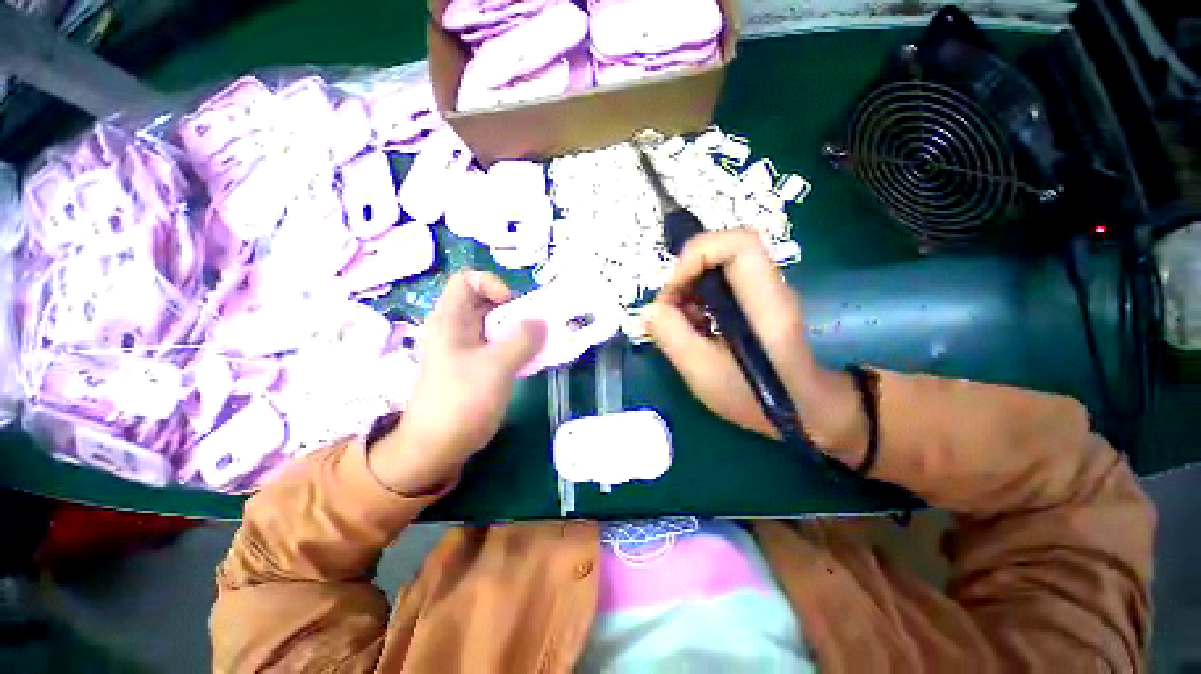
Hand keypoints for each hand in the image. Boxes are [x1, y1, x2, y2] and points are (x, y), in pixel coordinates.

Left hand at [369, 271, 545, 494]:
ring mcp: (468, 349)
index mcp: (451, 320)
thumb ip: (522, 340)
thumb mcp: (495, 366)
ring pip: (498, 327)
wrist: (437, 447)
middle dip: (517, 311)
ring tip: (541, 345)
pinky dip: (518, 348)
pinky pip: (501, 347)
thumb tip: (541, 321)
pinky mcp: (478, 367)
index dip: (492, 284)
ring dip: (521, 332)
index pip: (467, 280)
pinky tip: (531, 362)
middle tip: (539, 327)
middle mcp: (458, 329)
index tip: (513, 307)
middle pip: (489, 303)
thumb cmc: (461, 401)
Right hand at [644, 230, 866, 461]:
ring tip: (679, 322)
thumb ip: (672, 337)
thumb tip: (648, 310)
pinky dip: (698, 299)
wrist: (805, 409)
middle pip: (722, 249)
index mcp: (763, 301)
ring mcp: (762, 292)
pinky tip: (694, 327)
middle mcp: (767, 286)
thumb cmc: (759, 398)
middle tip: (669, 308)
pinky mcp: (755, 301)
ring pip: (717, 266)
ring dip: (689, 288)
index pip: (737, 243)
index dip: (698, 255)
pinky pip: (720, 283)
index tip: (674, 291)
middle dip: (686, 274)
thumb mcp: (704, 373)